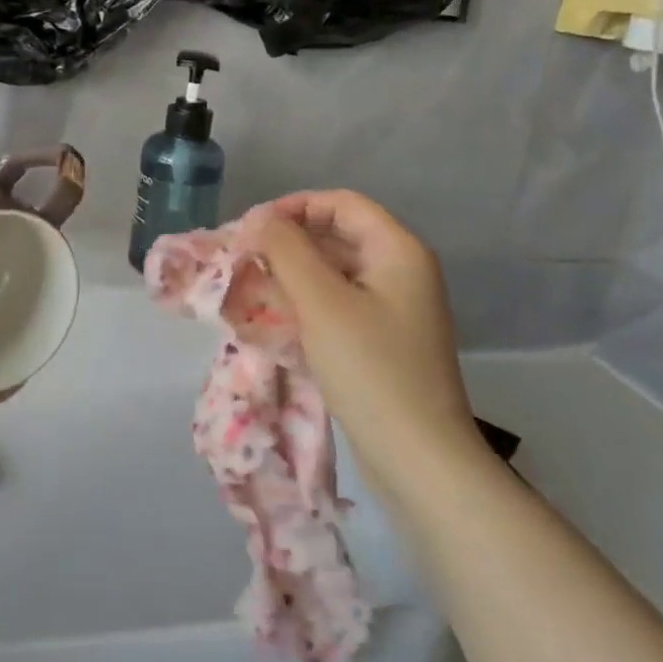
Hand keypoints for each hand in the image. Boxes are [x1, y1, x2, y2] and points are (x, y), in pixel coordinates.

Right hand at [240, 191, 484, 483]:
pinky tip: (275, 316)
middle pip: (339, 236)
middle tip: (244, 257)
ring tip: (250, 285)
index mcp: (398, 251)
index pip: (342, 204)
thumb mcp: (322, 303)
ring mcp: (394, 309)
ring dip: (294, 273)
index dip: (295, 206)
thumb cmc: (371, 369)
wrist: (418, 457)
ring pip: (336, 272)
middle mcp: (402, 272)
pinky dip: (307, 303)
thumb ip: (287, 251)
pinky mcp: (383, 341)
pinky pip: (340, 305)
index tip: (252, 227)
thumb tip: (259, 217)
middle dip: (290, 241)